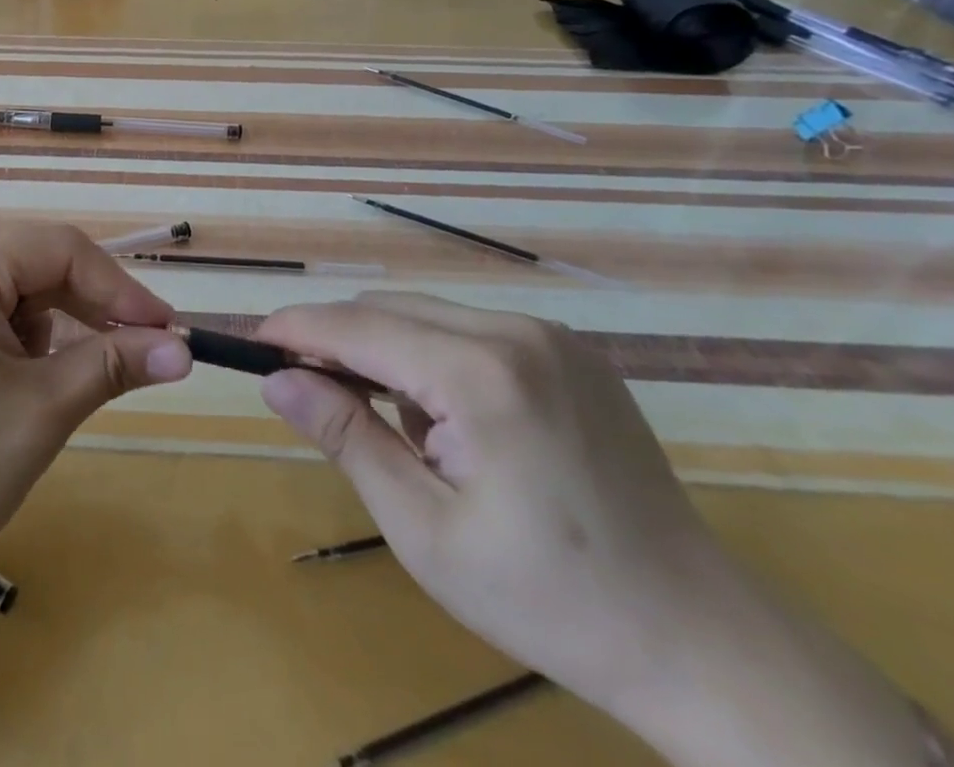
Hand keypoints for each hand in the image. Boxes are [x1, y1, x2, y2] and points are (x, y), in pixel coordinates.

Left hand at [0, 225, 191, 599]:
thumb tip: (184, 349)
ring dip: (62, 330)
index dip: (120, 287)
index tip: (169, 332)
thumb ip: (114, 365)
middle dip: (93, 309)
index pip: (60, 249)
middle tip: (145, 355)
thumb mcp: (42, 410)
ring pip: (21, 296)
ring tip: (84, 381)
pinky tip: (36, 388)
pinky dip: (30, 347)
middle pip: (40, 267)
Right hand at [257, 295, 953, 766]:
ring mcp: (552, 335)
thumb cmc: (550, 600)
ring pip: (427, 315)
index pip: (359, 326)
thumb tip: (277, 381)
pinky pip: (471, 330)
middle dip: (338, 342)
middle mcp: (516, 331)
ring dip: (387, 353)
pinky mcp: (571, 350)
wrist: (702, 642)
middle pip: (390, 311)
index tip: (251, 343)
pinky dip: (434, 358)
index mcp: (481, 374)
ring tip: (396, 429)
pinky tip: (451, 421)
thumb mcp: (425, 530)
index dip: (297, 329)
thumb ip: (346, 439)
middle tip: (306, 392)